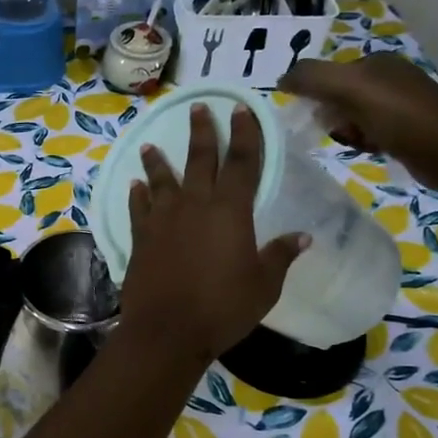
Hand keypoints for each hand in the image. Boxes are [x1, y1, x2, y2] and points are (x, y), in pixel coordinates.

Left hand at [122, 105, 307, 362]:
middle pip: (200, 160)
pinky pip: (138, 208)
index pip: (243, 163)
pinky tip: (134, 185)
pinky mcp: (140, 238)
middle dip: (201, 132)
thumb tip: (303, 236)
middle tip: (197, 107)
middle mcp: (195, 205)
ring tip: (150, 145)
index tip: (242, 109)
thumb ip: (280, 256)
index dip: (245, 134)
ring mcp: (163, 220)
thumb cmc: (223, 308)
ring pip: (161, 179)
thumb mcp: (264, 285)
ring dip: (157, 160)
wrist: (167, 330)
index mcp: (231, 211)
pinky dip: (137, 194)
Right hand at [278, 55, 437, 189]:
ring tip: (353, 143)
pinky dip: (362, 142)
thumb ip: (312, 77)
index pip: (329, 73)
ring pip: (352, 117)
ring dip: (345, 131)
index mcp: (376, 62)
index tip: (311, 116)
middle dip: (330, 115)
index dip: (315, 94)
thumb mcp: (350, 88)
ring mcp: (400, 104)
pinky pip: (369, 133)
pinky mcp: (407, 130)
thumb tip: (281, 79)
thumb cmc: (399, 116)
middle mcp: (388, 78)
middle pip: (338, 96)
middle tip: (336, 132)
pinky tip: (367, 150)